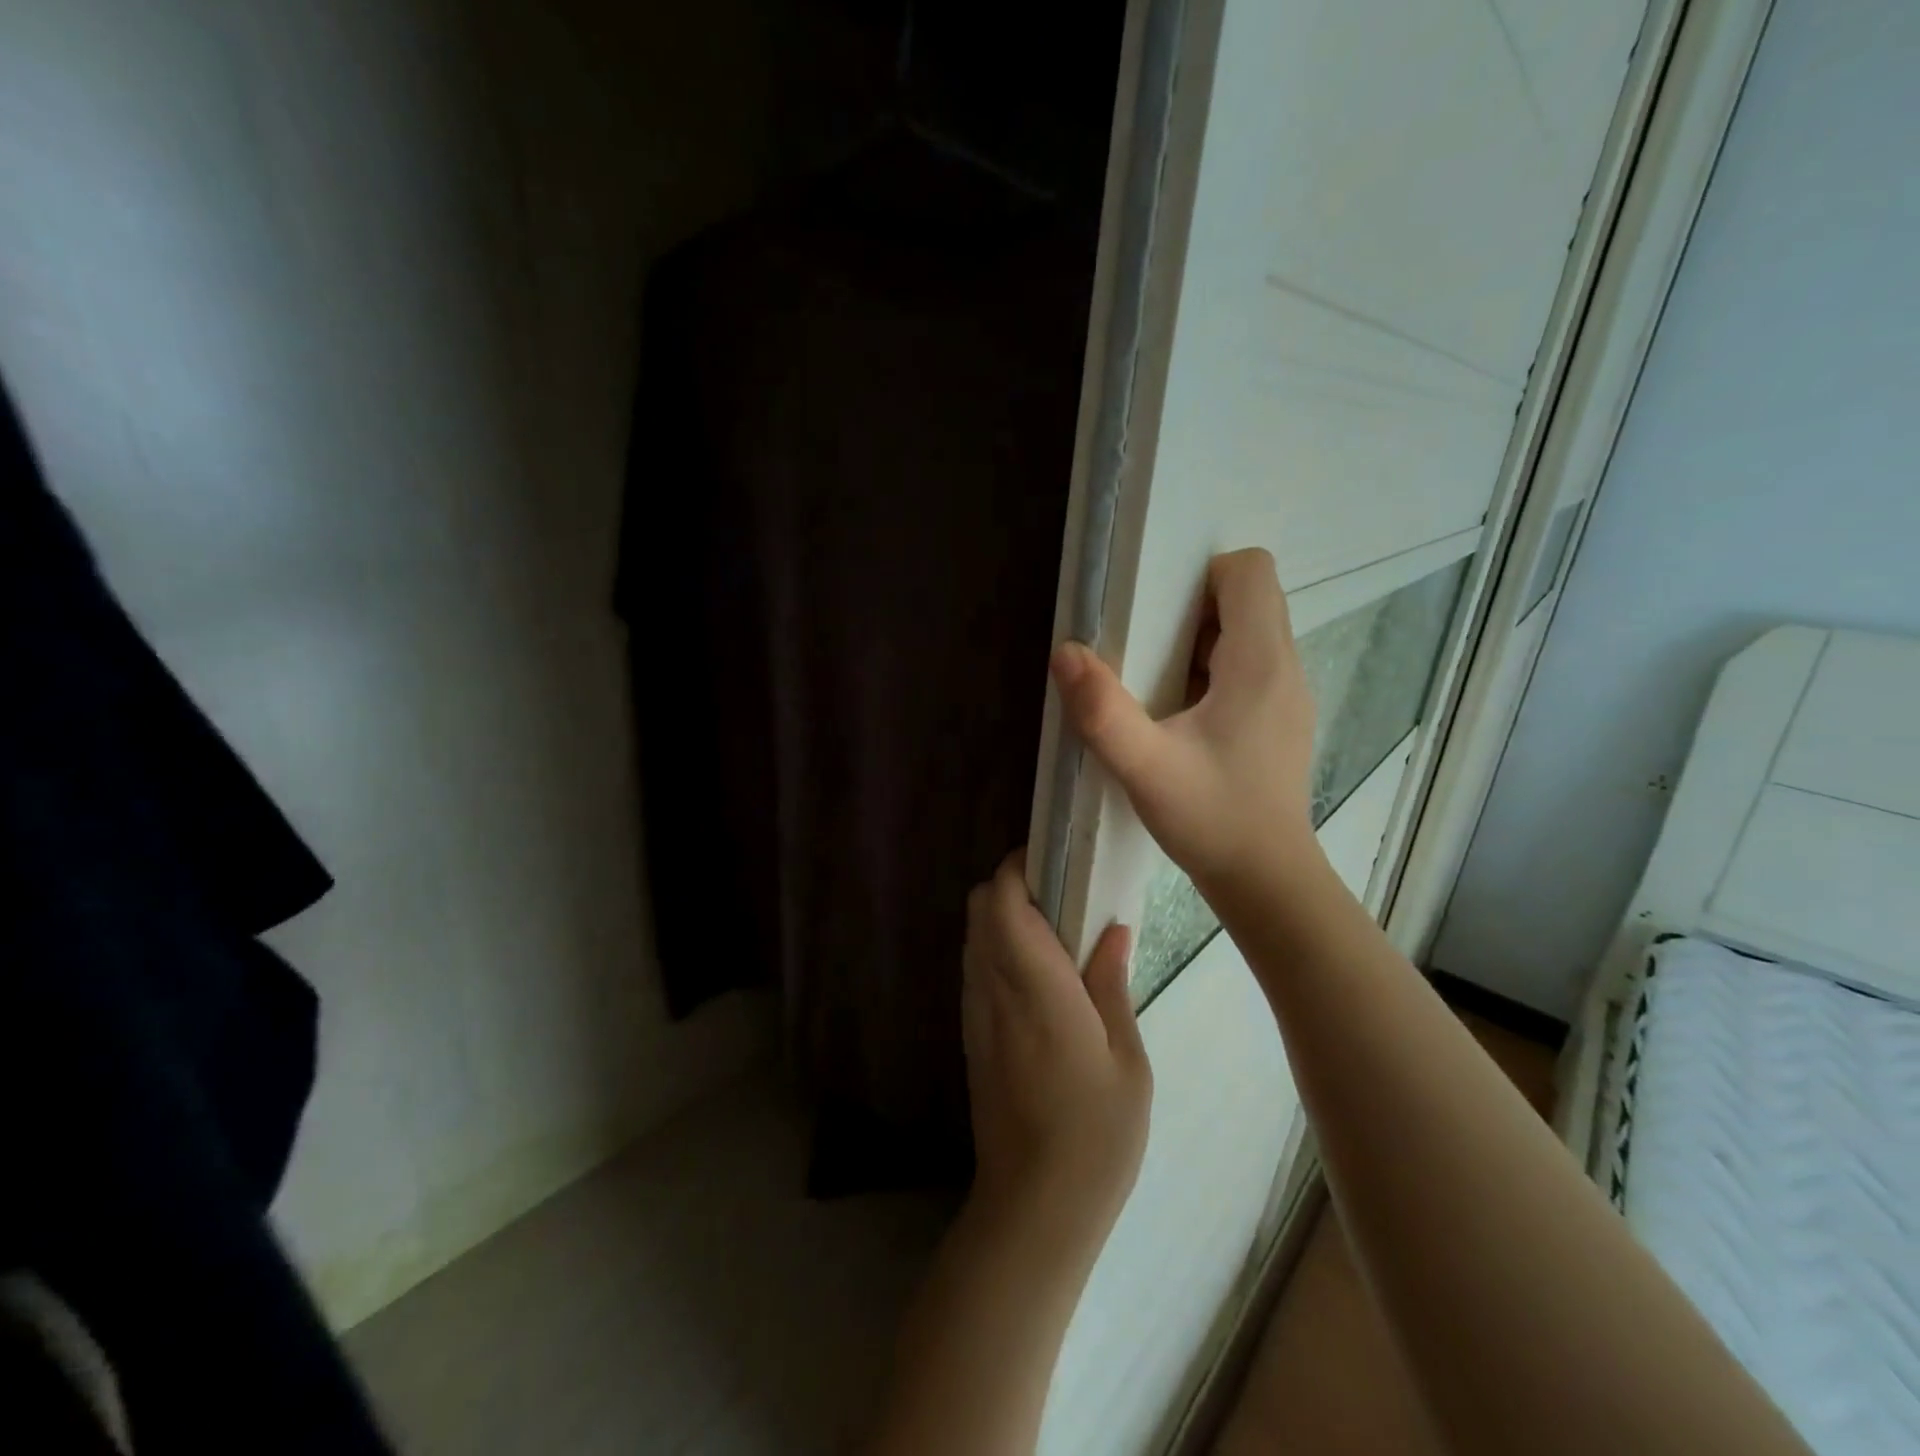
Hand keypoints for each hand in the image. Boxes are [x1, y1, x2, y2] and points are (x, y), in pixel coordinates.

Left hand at [962, 851, 1151, 1250]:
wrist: (1033, 1209)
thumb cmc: (1095, 1136)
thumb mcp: (1127, 1061)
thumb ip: (1111, 985)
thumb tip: (1112, 929)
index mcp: (1036, 987)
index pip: (1002, 900)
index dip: (1020, 866)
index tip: (1056, 858)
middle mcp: (993, 989)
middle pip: (978, 907)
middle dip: (1011, 885)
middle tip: (1064, 894)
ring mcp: (976, 1012)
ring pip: (973, 935)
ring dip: (1003, 916)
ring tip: (1056, 930)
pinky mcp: (972, 1035)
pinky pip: (976, 967)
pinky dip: (997, 948)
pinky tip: (1040, 974)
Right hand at [1049, 548, 1318, 901]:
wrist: (1267, 881)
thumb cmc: (1211, 819)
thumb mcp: (1145, 769)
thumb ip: (1102, 711)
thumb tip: (1066, 652)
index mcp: (1260, 663)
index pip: (1250, 570)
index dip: (1201, 576)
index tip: (1157, 613)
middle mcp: (1285, 668)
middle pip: (1249, 598)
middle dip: (1194, 608)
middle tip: (1146, 651)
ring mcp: (1288, 696)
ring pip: (1250, 633)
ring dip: (1201, 641)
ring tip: (1157, 685)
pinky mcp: (1280, 721)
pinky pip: (1251, 668)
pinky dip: (1214, 672)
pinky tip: (1182, 718)